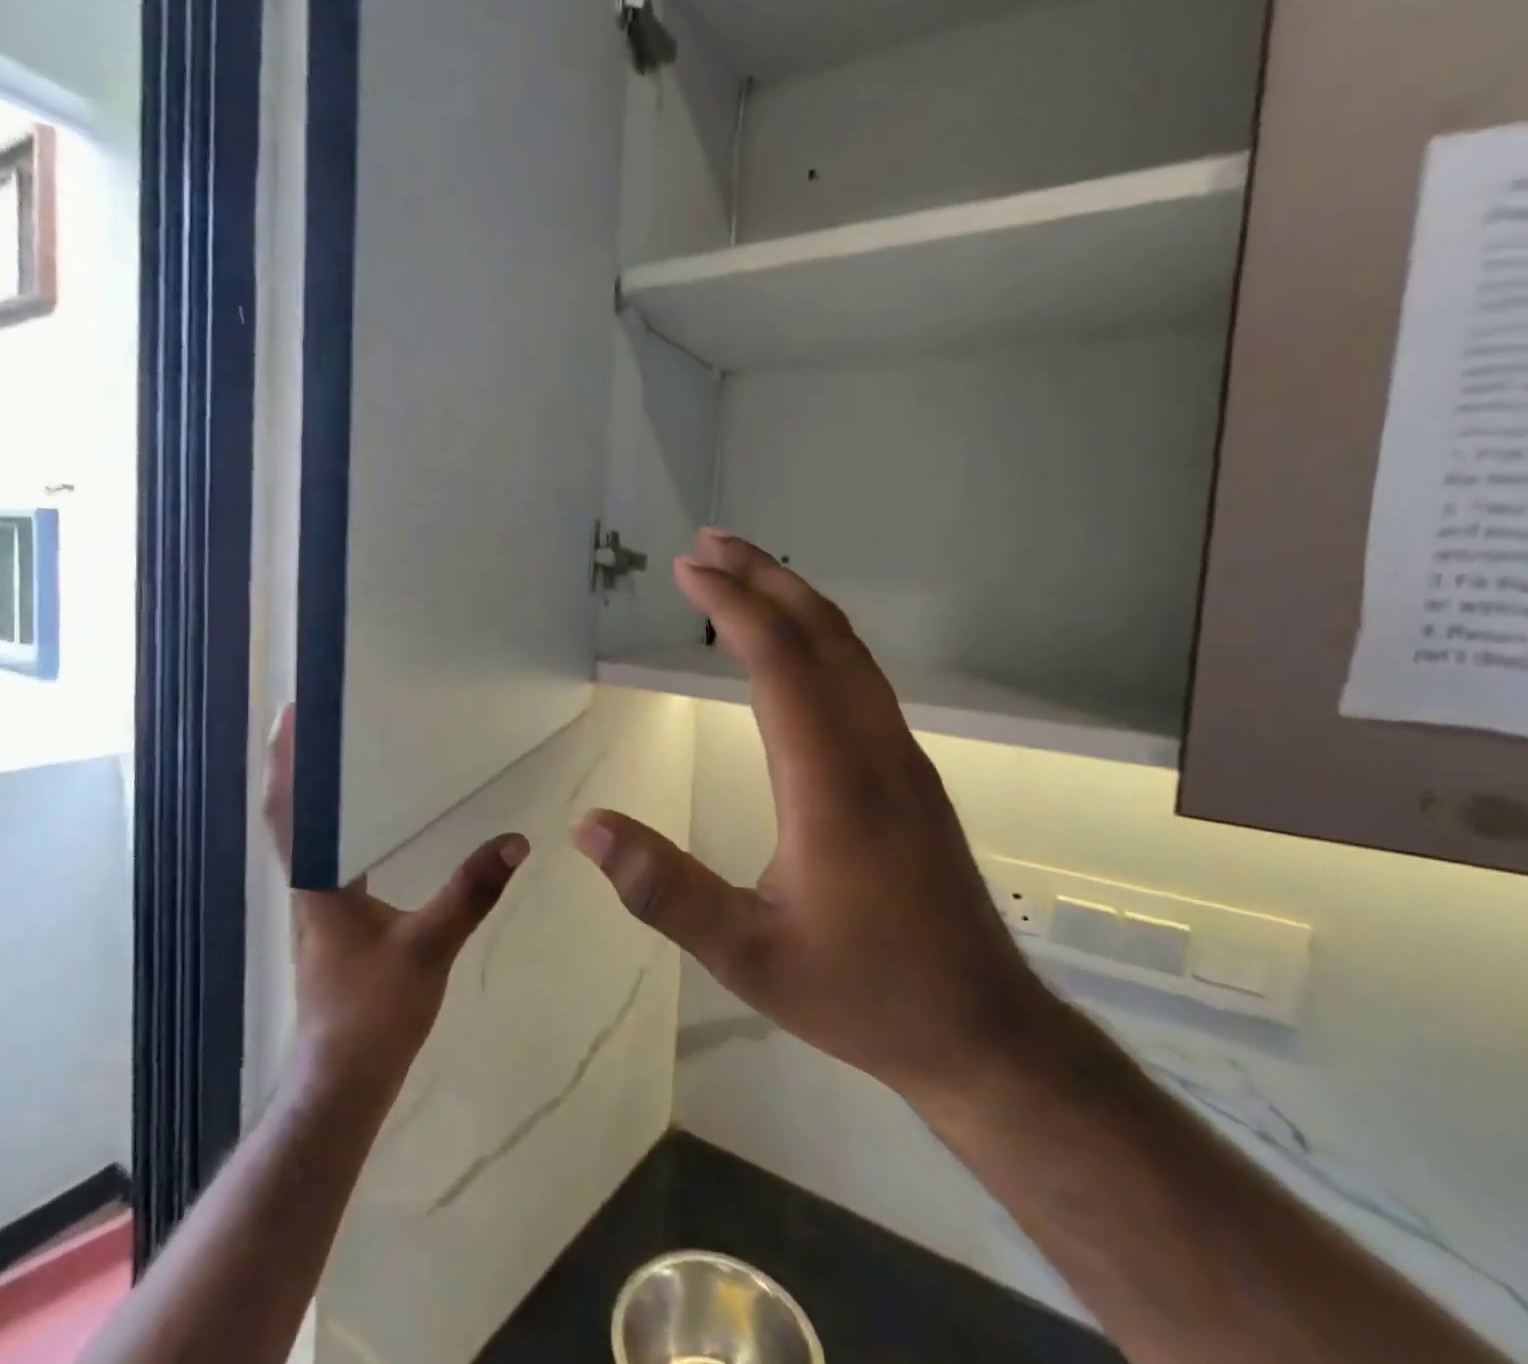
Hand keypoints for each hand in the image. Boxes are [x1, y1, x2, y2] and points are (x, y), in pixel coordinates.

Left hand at [263, 706, 530, 1092]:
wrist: (346, 1081)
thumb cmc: (374, 1013)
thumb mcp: (428, 947)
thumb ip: (471, 892)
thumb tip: (516, 841)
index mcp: (319, 882)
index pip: (291, 810)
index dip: (286, 761)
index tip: (294, 713)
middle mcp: (311, 885)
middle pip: (296, 813)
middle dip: (302, 764)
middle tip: (325, 718)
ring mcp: (321, 904)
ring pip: (313, 834)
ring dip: (319, 792)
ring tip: (346, 752)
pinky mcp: (337, 920)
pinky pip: (334, 854)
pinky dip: (342, 823)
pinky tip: (372, 818)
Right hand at [572, 531, 1057, 1109]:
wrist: (984, 1031)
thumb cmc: (863, 994)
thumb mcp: (748, 958)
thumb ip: (667, 892)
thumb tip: (588, 828)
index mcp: (832, 784)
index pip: (781, 662)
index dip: (733, 605)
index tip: (687, 568)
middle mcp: (874, 750)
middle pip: (823, 634)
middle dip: (764, 576)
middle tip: (709, 541)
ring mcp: (902, 757)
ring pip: (850, 650)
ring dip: (795, 599)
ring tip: (744, 571)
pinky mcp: (911, 773)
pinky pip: (862, 677)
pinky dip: (820, 635)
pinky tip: (795, 644)